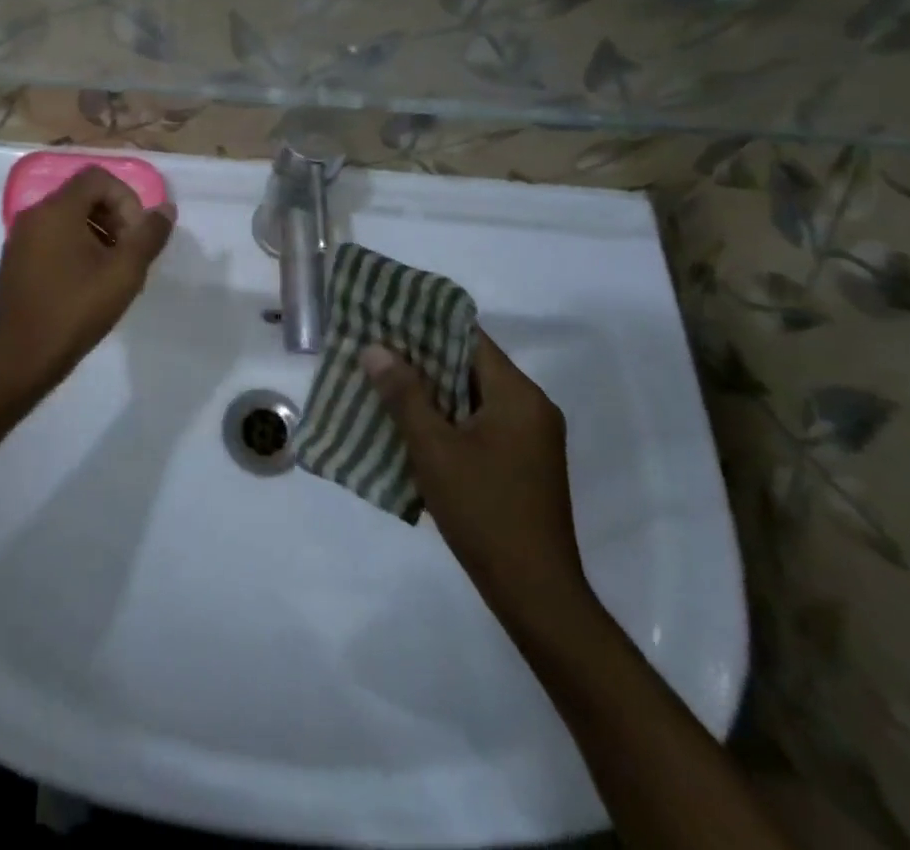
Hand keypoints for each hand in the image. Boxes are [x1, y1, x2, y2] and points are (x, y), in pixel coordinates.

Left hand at [0, 165, 175, 401]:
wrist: (22, 358)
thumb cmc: (76, 309)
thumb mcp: (124, 272)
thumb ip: (149, 235)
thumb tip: (166, 208)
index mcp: (56, 210)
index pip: (97, 178)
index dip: (126, 199)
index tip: (136, 235)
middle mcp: (33, 215)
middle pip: (82, 196)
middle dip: (114, 217)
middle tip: (129, 254)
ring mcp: (19, 239)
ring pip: (67, 219)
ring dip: (97, 234)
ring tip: (113, 272)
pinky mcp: (14, 262)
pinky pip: (51, 239)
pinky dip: (75, 248)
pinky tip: (87, 284)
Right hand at [364, 334, 590, 629]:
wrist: (535, 594)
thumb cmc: (484, 511)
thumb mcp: (434, 448)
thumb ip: (404, 394)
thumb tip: (375, 349)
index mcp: (518, 396)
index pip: (470, 338)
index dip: (427, 324)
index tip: (388, 315)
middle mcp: (531, 409)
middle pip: (470, 366)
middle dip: (422, 358)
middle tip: (375, 348)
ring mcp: (529, 439)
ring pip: (472, 397)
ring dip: (431, 390)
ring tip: (382, 380)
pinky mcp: (522, 464)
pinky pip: (479, 423)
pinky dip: (446, 418)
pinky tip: (409, 424)